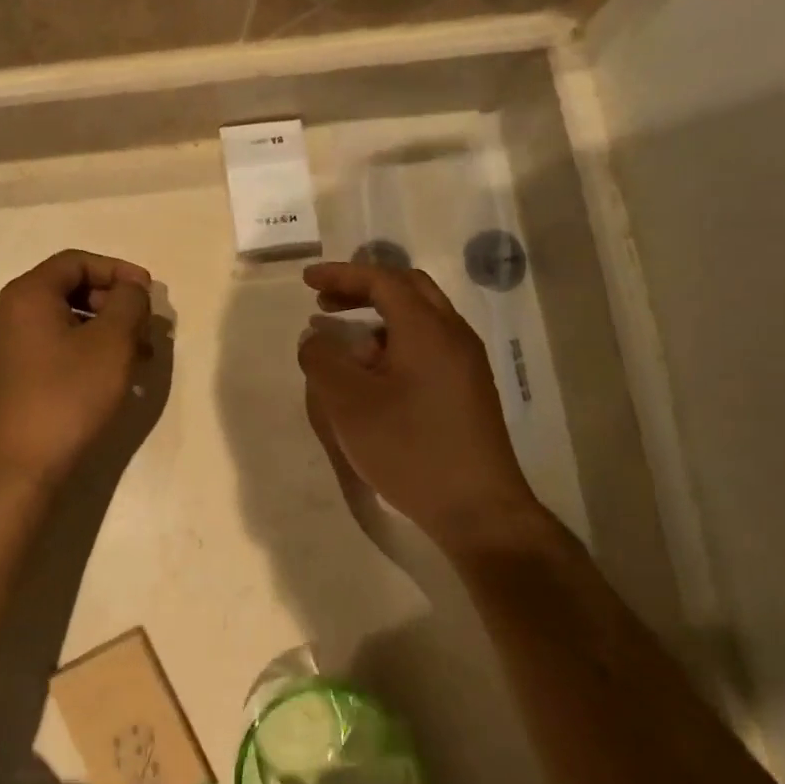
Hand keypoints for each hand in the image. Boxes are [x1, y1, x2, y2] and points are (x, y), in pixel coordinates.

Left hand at [0, 250, 153, 486]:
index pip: (76, 262)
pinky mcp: (9, 379)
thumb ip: (129, 303)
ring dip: (104, 331)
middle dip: (114, 304)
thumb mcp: (112, 344)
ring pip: (63, 323)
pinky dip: (85, 352)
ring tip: (138, 357)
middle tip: (146, 328)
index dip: (117, 271)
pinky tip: (110, 378)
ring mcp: (5, 348)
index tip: (149, 292)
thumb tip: (131, 288)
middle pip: (68, 290)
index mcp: (27, 295)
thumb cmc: (68, 396)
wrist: (18, 467)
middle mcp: (8, 314)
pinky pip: (52, 349)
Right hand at [297, 261, 541, 543]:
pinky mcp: (469, 390)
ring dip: (379, 316)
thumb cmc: (409, 448)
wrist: (478, 509)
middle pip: (408, 289)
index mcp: (427, 329)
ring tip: (343, 340)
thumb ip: (322, 361)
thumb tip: (315, 338)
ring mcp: (466, 363)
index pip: (382, 280)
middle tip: (324, 301)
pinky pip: (428, 345)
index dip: (341, 274)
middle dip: (362, 288)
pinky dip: (394, 341)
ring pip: (420, 318)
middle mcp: (453, 335)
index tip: (306, 280)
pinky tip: (374, 374)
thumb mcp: (348, 403)